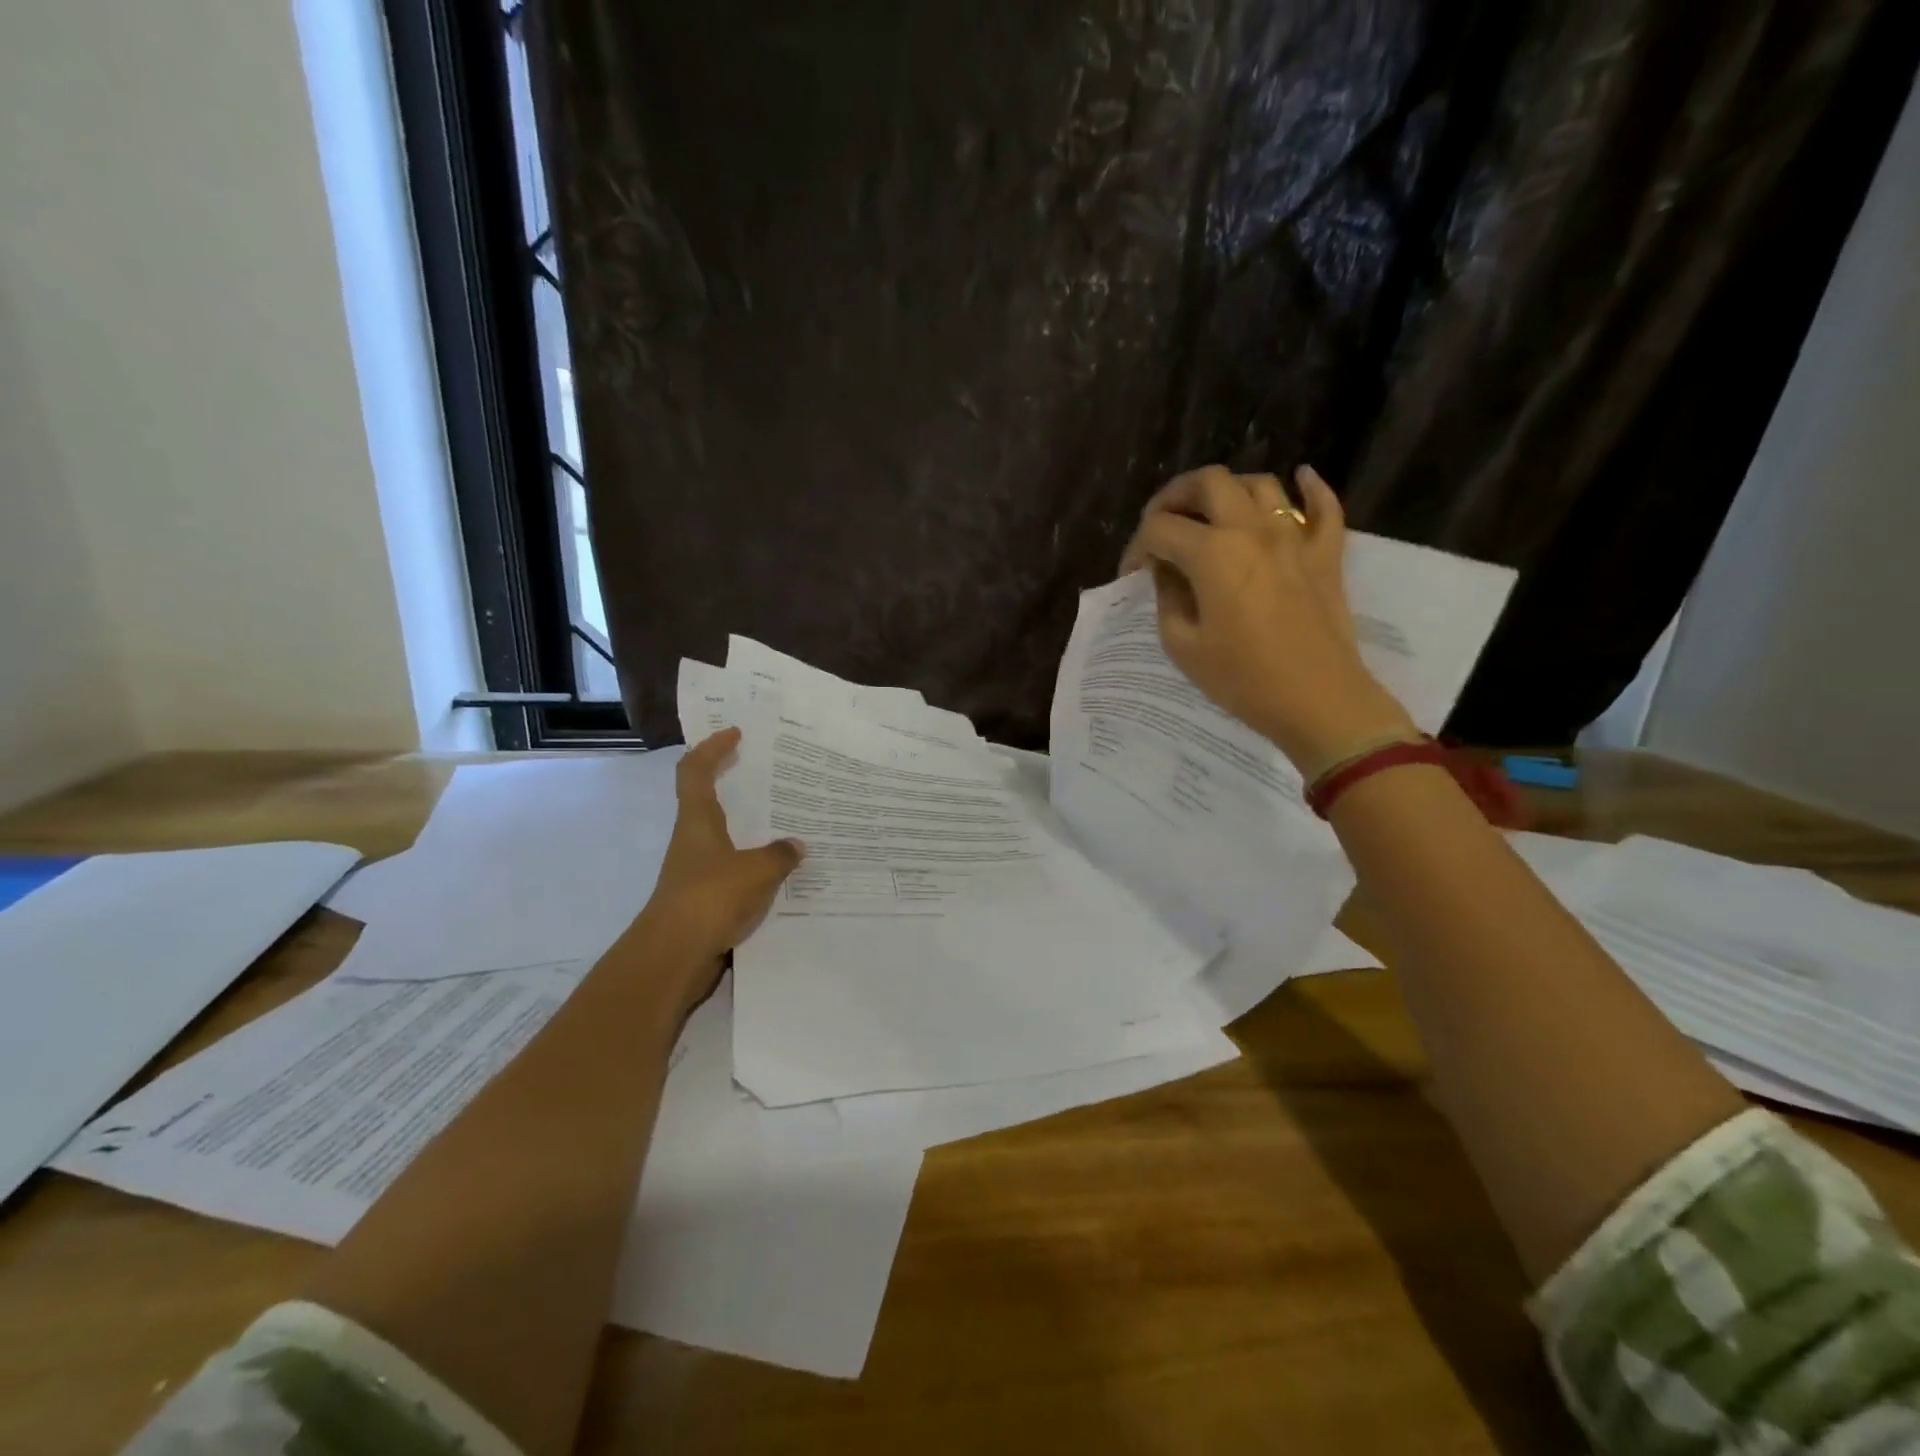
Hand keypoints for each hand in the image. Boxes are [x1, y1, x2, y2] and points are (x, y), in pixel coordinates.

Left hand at [638, 729, 803, 986]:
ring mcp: (696, 870)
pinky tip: (781, 870)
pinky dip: (753, 862)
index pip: (696, 770)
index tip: (735, 733)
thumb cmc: (710, 898)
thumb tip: (797, 846)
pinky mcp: (703, 897)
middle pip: (707, 799)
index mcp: (698, 821)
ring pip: (723, 836)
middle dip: (732, 782)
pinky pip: (732, 867)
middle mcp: (693, 839)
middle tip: (766, 771)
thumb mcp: (756, 871)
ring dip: (748, 825)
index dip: (712, 747)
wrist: (673, 956)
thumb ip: (780, 855)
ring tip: (786, 820)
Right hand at [1119, 464, 1416, 775]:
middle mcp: (1252, 529)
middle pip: (1208, 482)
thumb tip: (1167, 573)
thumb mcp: (1183, 645)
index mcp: (1212, 553)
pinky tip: (1301, 480)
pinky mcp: (1325, 554)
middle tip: (1163, 524)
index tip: (1132, 575)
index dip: (1137, 548)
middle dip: (1176, 496)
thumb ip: (1167, 598)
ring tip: (1213, 514)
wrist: (1317, 701)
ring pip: (1260, 484)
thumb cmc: (1242, 679)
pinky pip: (1324, 506)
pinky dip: (1310, 488)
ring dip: (1228, 491)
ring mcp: (1295, 537)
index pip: (1160, 529)